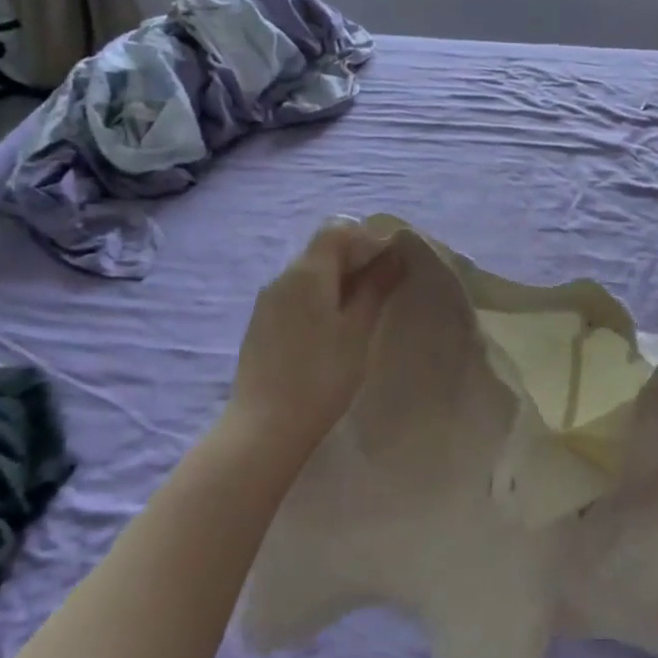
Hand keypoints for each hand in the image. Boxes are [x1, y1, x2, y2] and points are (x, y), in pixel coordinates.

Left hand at [224, 220, 405, 460]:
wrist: (265, 426)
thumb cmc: (321, 375)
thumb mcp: (357, 330)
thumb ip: (376, 287)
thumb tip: (395, 255)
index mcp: (307, 272)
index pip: (338, 230)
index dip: (368, 238)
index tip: (394, 262)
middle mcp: (282, 278)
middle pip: (322, 251)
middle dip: (356, 260)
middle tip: (385, 288)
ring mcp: (267, 302)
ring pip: (309, 275)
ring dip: (338, 282)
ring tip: (363, 311)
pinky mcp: (261, 325)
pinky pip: (296, 297)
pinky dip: (320, 300)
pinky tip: (333, 330)